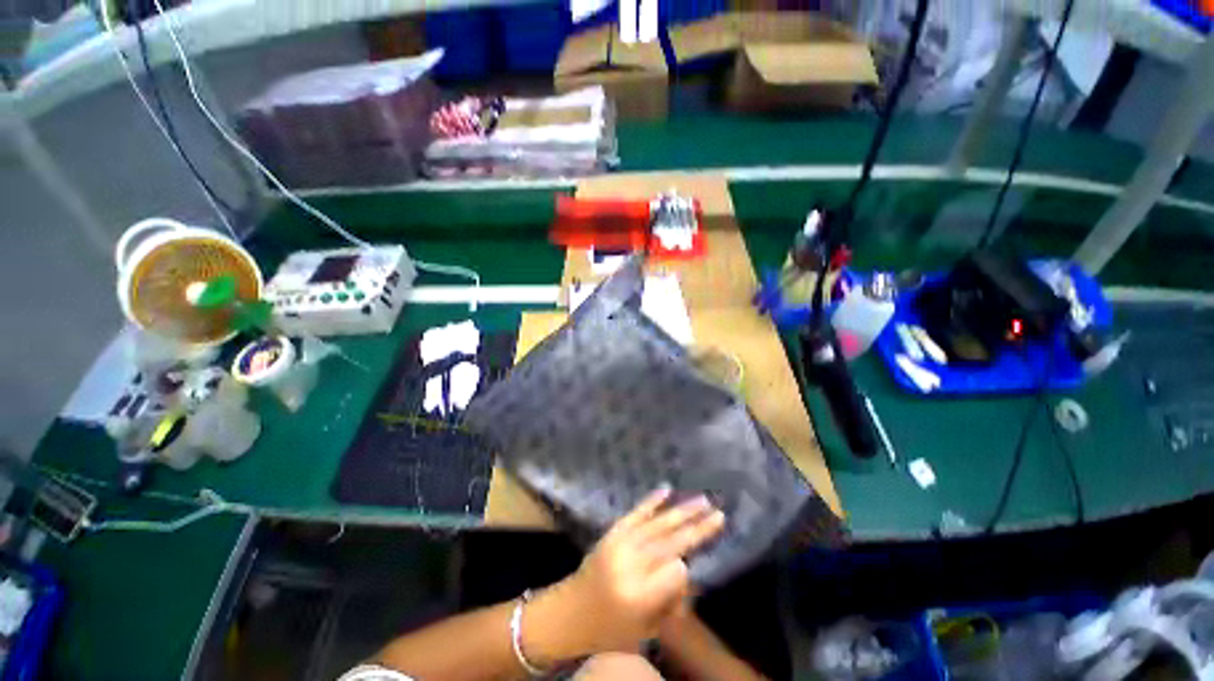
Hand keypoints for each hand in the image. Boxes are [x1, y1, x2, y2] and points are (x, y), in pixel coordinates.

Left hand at [526, 487, 725, 660]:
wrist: (571, 611)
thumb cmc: (610, 628)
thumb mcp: (645, 628)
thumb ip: (669, 600)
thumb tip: (685, 568)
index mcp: (639, 595)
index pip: (676, 571)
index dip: (686, 569)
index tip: (692, 566)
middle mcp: (631, 564)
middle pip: (671, 542)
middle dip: (697, 528)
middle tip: (719, 514)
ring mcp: (621, 543)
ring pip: (658, 523)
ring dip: (682, 511)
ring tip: (703, 500)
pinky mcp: (613, 531)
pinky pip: (636, 512)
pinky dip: (652, 501)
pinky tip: (666, 490)